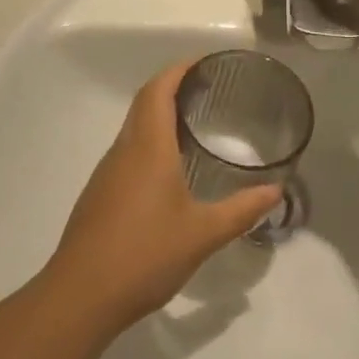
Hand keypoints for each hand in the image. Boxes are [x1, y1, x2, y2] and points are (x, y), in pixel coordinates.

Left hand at [44, 63, 282, 331]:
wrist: (81, 296)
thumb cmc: (145, 255)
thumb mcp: (203, 234)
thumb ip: (242, 210)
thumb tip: (277, 192)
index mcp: (148, 147)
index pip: (158, 90)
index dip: (179, 70)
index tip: (203, 63)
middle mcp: (124, 150)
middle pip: (144, 102)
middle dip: (172, 87)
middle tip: (207, 90)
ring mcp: (107, 172)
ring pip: (134, 127)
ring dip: (159, 115)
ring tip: (194, 124)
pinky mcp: (100, 194)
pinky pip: (127, 151)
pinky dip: (149, 141)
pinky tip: (168, 169)